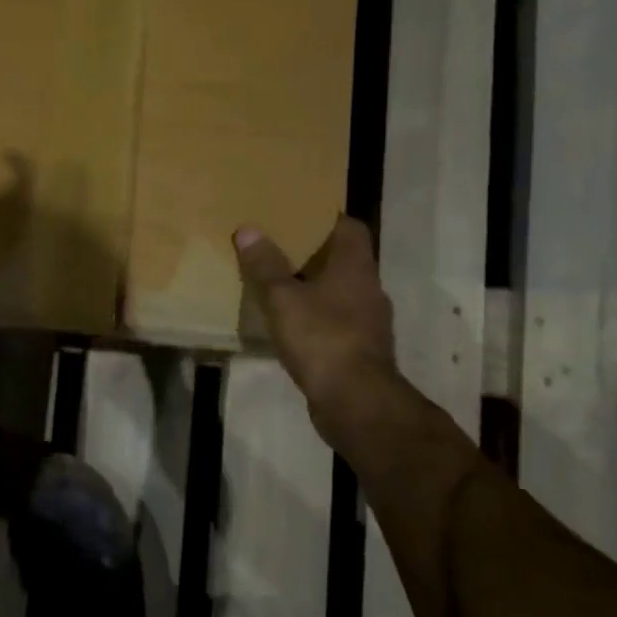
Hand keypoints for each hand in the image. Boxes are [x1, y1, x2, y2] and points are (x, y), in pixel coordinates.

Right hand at [232, 215, 397, 404]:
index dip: (325, 218)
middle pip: (344, 259)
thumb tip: (248, 229)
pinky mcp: (361, 349)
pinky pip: (337, 321)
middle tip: (277, 246)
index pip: (350, 227)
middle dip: (313, 253)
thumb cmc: (322, 338)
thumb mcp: (283, 298)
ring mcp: (369, 322)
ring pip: (340, 292)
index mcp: (355, 267)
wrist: (355, 401)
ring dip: (315, 286)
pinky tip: (292, 324)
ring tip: (280, 284)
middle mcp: (369, 288)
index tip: (296, 215)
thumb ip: (265, 265)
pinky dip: (317, 317)